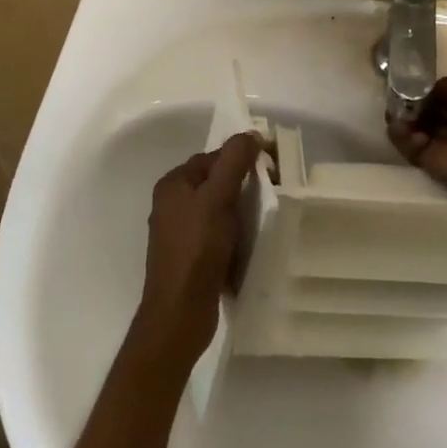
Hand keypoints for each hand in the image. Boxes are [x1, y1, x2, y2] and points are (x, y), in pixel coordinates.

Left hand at [133, 131, 265, 367]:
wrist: (180, 314)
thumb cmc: (197, 249)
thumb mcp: (218, 198)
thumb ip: (234, 161)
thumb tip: (252, 133)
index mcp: (173, 185)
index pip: (213, 157)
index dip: (242, 157)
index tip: (273, 166)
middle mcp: (172, 204)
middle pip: (216, 182)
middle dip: (244, 183)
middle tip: (275, 190)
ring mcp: (180, 233)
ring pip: (218, 209)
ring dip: (242, 209)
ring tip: (268, 214)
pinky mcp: (190, 258)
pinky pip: (217, 234)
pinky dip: (235, 233)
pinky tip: (253, 240)